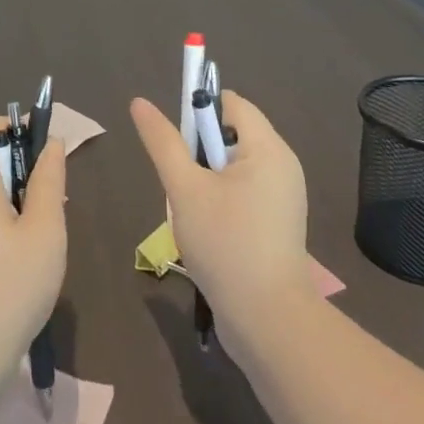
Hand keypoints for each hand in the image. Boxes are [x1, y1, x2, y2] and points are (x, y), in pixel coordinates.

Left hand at [0, 116, 66, 372]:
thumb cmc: (12, 283)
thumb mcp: (45, 228)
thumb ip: (48, 180)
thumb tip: (51, 144)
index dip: (7, 126)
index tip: (38, 141)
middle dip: (16, 161)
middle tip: (49, 186)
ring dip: (11, 192)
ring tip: (42, 220)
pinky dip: (0, 216)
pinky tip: (24, 250)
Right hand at [130, 91, 318, 356]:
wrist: (267, 321)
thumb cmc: (226, 245)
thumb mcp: (185, 189)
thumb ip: (163, 143)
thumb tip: (139, 102)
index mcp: (268, 148)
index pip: (232, 103)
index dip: (200, 112)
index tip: (178, 144)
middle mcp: (283, 164)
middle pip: (233, 134)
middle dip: (201, 152)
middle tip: (184, 185)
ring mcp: (284, 195)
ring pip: (235, 166)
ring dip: (208, 179)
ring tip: (194, 212)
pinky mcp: (280, 221)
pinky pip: (246, 191)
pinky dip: (224, 199)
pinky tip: (209, 231)